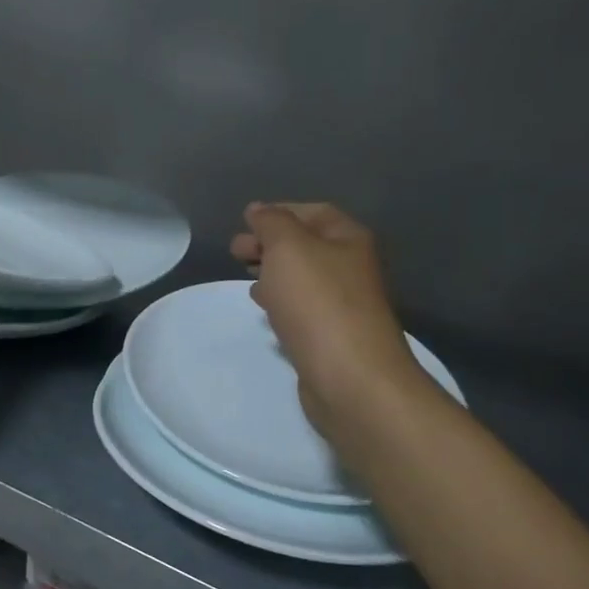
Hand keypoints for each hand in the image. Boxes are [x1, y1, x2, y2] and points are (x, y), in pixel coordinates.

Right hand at [230, 202, 428, 448]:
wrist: (351, 378)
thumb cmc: (318, 303)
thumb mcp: (288, 248)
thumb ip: (271, 223)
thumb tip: (259, 210)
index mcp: (349, 240)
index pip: (313, 212)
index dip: (278, 212)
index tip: (244, 223)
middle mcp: (352, 268)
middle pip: (307, 246)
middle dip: (270, 244)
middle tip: (236, 252)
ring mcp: (345, 305)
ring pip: (303, 279)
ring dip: (274, 274)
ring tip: (246, 278)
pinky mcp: (333, 337)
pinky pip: (304, 309)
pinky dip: (282, 303)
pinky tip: (266, 310)